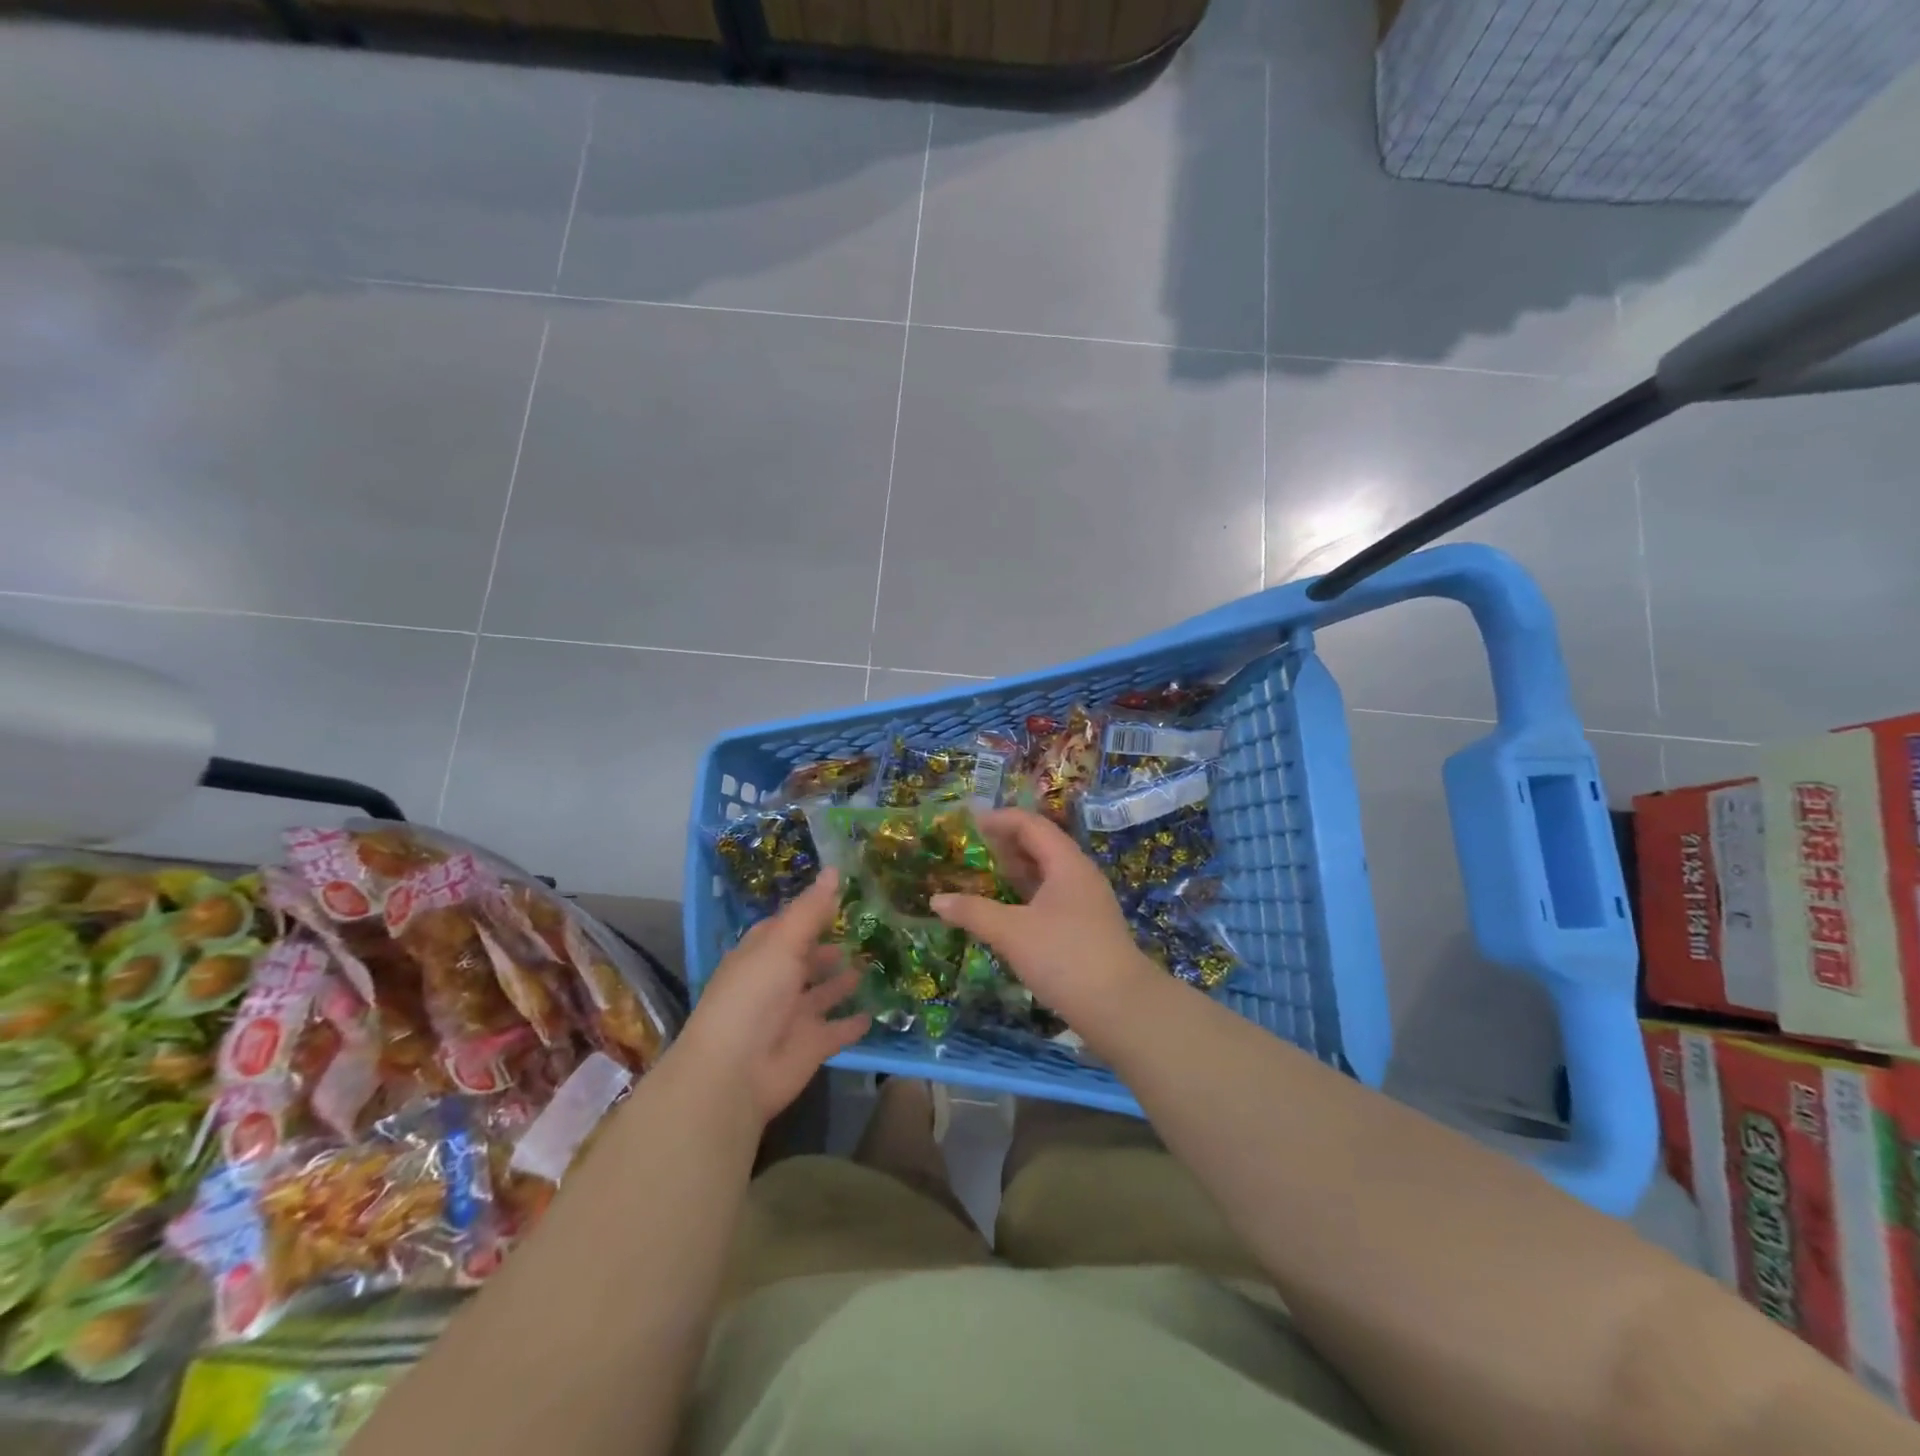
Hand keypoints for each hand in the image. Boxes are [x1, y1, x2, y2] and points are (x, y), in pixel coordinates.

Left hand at [675, 870, 870, 1125]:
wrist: (736, 1073)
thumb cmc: (754, 995)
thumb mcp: (782, 943)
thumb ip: (811, 910)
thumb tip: (835, 869)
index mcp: (761, 955)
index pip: (785, 927)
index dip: (810, 912)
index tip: (842, 895)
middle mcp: (776, 983)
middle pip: (805, 960)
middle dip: (828, 947)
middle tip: (866, 928)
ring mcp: (794, 1016)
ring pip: (823, 994)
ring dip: (842, 981)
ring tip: (872, 962)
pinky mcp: (811, 1046)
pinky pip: (837, 1031)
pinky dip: (853, 1023)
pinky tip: (874, 1012)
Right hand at [930, 808, 1159, 1031]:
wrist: (1121, 1008)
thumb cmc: (1065, 957)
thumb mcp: (1012, 933)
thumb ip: (973, 912)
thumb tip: (936, 900)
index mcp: (1066, 863)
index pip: (1031, 825)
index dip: (999, 820)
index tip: (967, 824)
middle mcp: (1079, 874)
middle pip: (1040, 845)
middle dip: (1005, 844)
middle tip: (969, 849)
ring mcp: (1086, 902)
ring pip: (1046, 873)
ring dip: (1015, 871)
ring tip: (981, 876)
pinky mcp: (1086, 927)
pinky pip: (1051, 896)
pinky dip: (1025, 895)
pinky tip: (1005, 910)